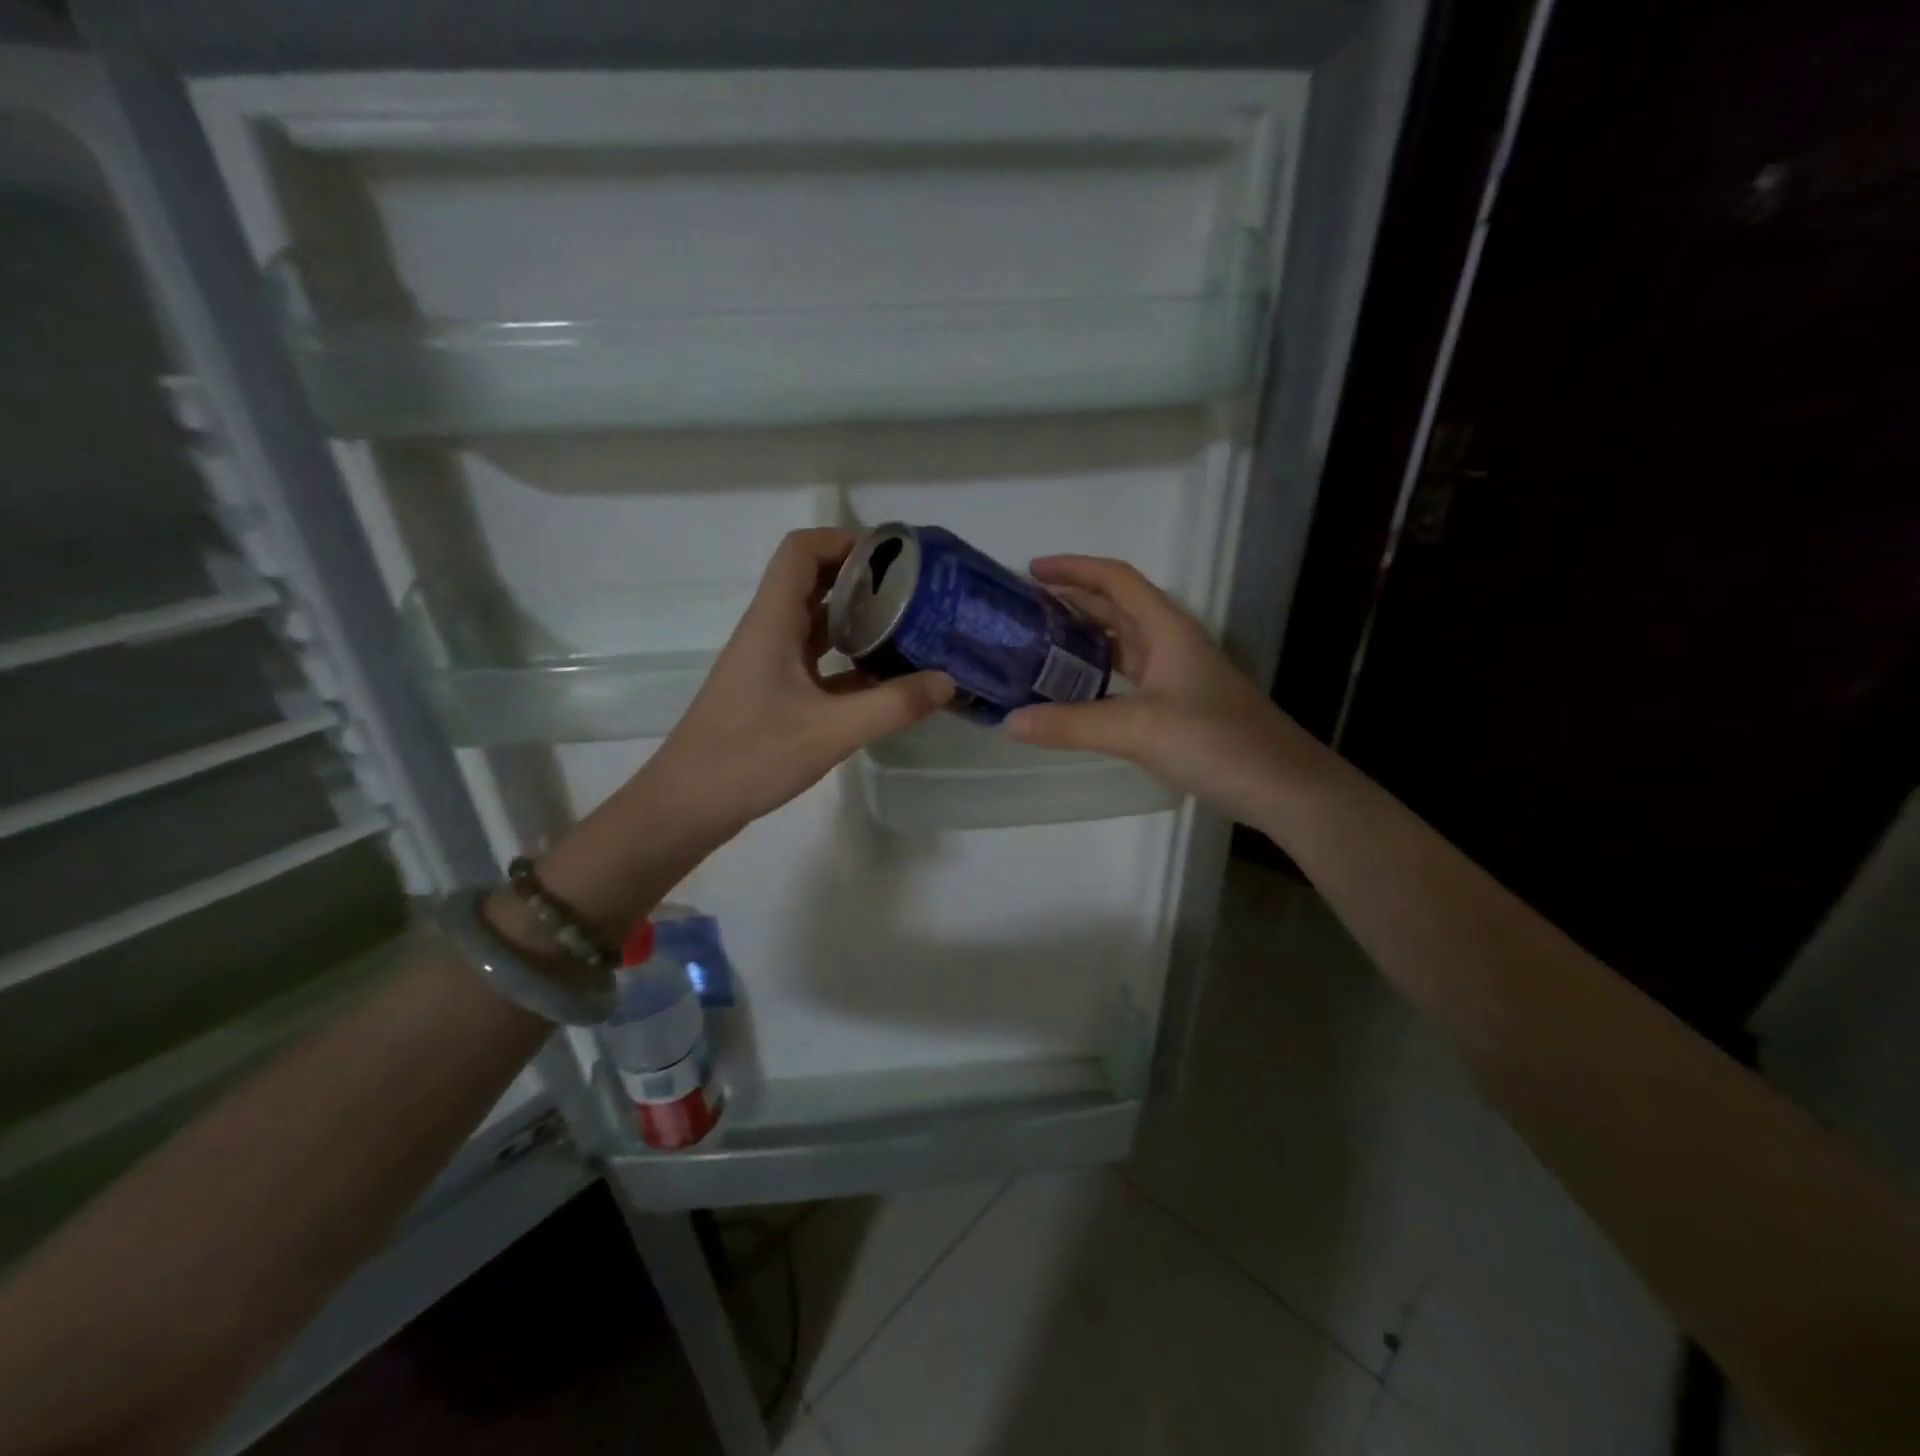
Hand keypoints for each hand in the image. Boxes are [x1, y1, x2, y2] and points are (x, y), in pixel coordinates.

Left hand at [644, 527, 954, 840]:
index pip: (801, 552)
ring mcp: (770, 667)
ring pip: (818, 627)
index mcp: (773, 622)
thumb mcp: (830, 731)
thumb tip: (947, 682)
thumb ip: (892, 705)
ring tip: (911, 633)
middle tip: (916, 595)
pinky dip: (851, 666)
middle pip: (815, 584)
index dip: (844, 541)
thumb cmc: (749, 756)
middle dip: (864, 582)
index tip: (894, 557)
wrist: (686, 806)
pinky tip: (886, 685)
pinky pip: (818, 665)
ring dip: (860, 624)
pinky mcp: (774, 697)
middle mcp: (770, 634)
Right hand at [1005, 555, 1319, 817]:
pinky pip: (1127, 677)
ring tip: (1036, 645)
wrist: (1282, 786)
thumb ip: (1071, 724)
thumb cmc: (1216, 742)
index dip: (1074, 568)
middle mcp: (1172, 643)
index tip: (1031, 571)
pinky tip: (1073, 692)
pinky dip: (1096, 676)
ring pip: (1121, 643)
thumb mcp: (1137, 729)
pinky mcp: (1178, 706)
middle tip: (1023, 610)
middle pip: (1116, 607)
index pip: (1116, 580)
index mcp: (1167, 629)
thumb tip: (1010, 722)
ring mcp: (1177, 676)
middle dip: (1071, 601)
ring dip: (1082, 637)